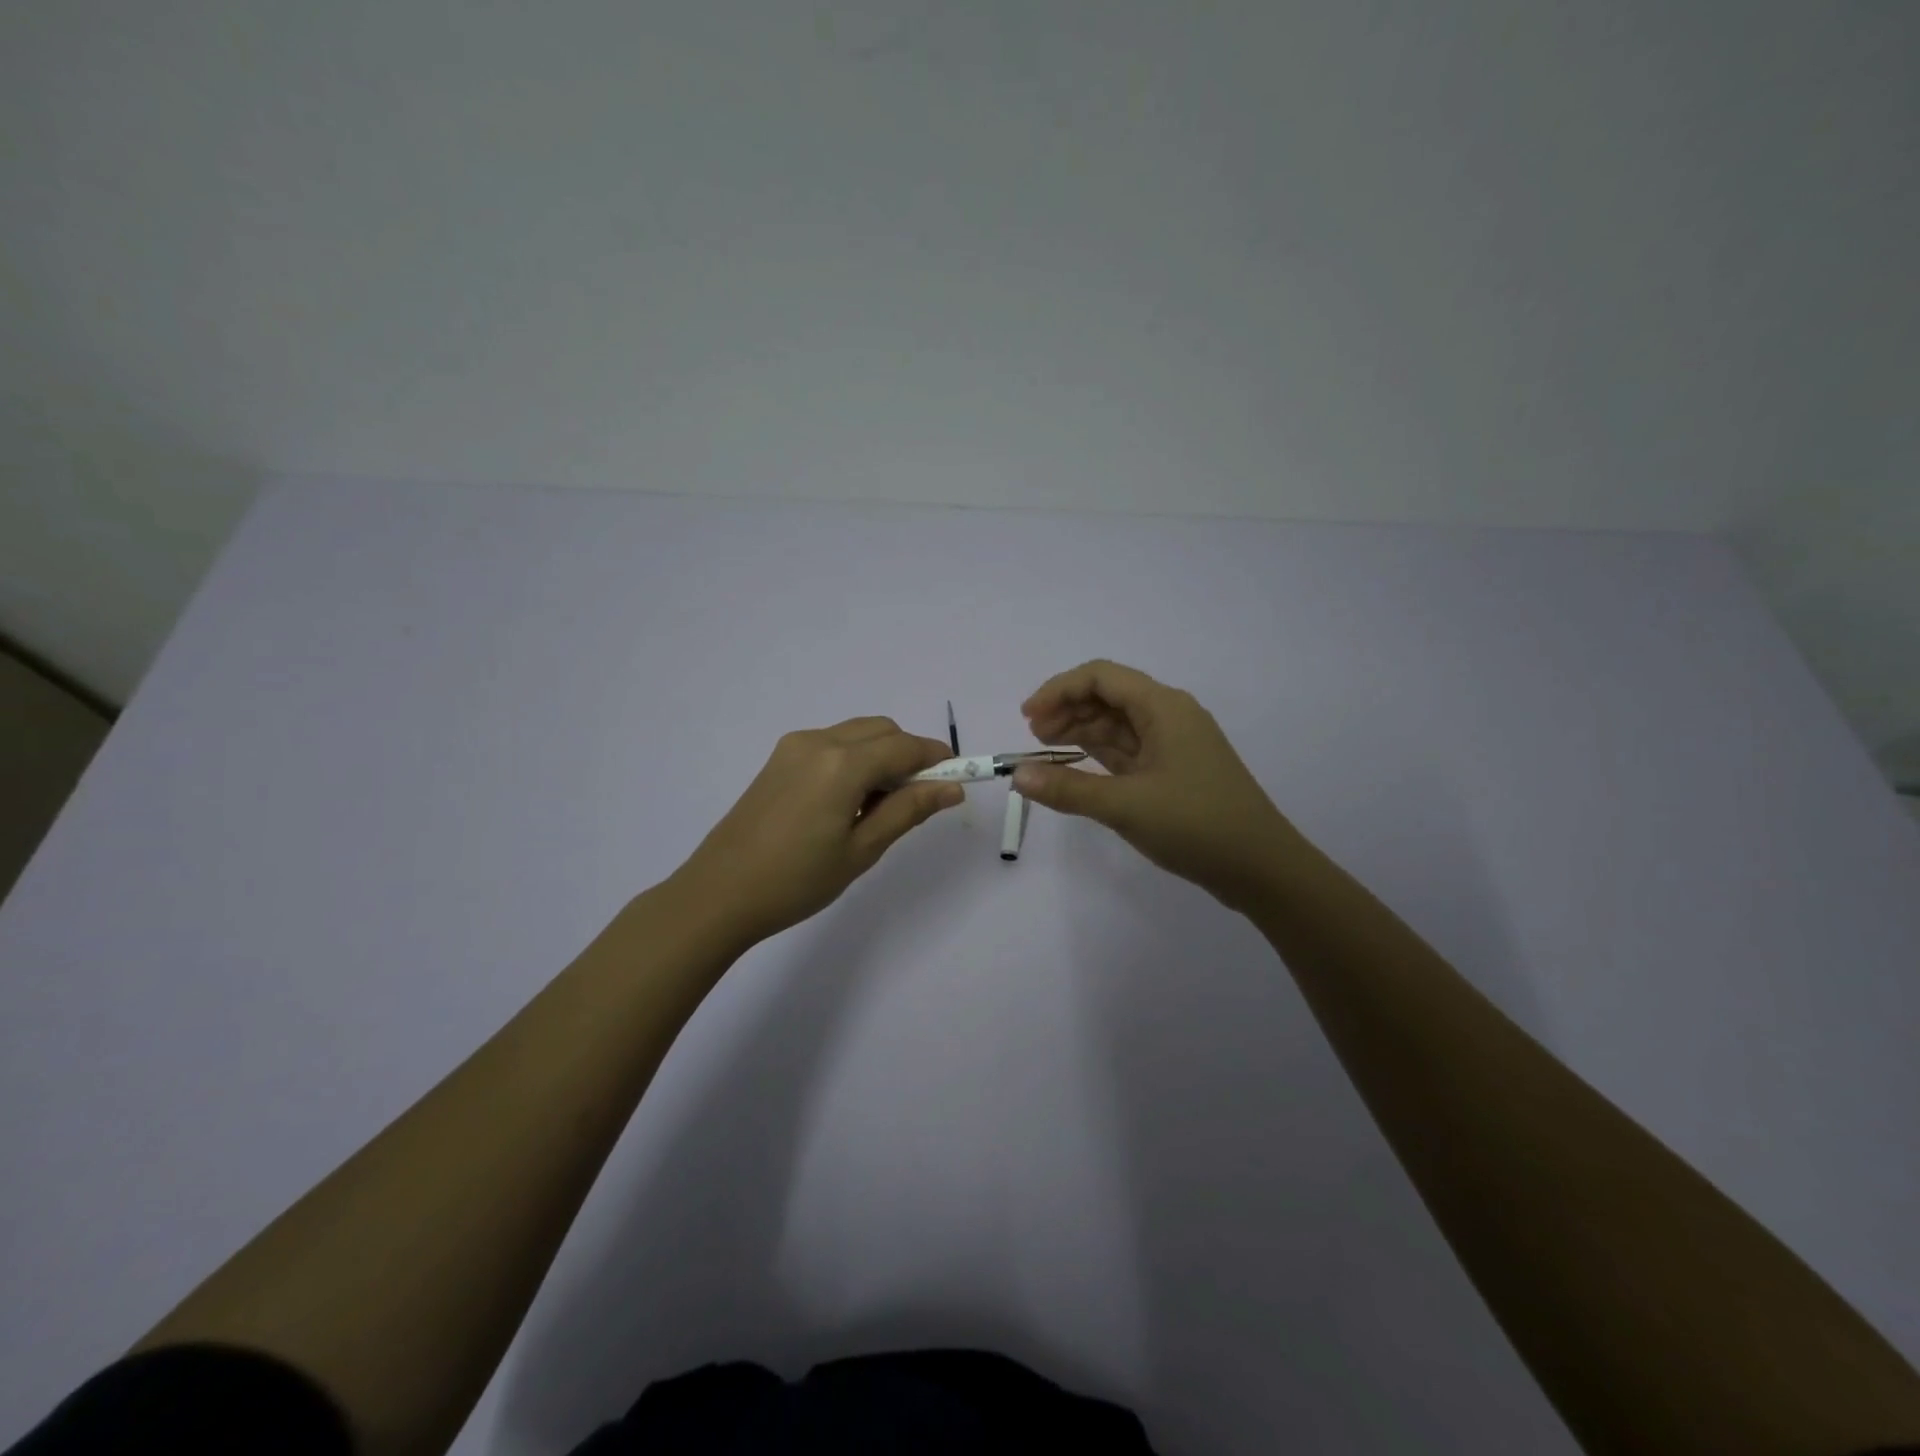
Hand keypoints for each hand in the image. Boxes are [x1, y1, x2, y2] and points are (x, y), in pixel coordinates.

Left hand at [671, 718, 961, 947]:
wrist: (718, 894)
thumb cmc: (797, 880)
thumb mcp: (861, 849)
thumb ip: (908, 810)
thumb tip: (952, 788)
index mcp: (841, 764)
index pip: (904, 746)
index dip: (936, 759)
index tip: (957, 778)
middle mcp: (818, 742)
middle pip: (881, 730)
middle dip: (909, 754)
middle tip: (918, 799)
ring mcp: (793, 747)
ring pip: (856, 734)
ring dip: (881, 755)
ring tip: (880, 806)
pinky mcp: (778, 759)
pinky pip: (831, 744)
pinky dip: (854, 759)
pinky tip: (848, 801)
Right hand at [1013, 660, 1296, 911]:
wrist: (1261, 868)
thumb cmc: (1196, 825)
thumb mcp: (1126, 806)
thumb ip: (1068, 789)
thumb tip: (1017, 775)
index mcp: (1164, 707)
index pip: (1101, 677)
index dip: (1058, 690)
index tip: (1026, 717)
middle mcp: (1170, 716)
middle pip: (1109, 696)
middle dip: (1067, 710)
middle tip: (1033, 738)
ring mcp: (1174, 744)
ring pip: (1118, 724)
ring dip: (1081, 732)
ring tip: (1046, 752)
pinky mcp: (1174, 771)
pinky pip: (1129, 750)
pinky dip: (1100, 755)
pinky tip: (1076, 768)